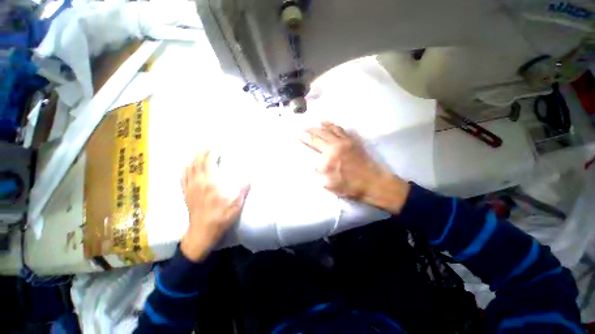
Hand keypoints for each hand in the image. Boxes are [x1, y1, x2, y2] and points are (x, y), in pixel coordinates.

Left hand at [180, 151, 249, 261]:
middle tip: (205, 146)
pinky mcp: (186, 195)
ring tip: (197, 154)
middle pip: (197, 163)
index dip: (210, 153)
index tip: (214, 146)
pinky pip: (183, 178)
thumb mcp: (237, 203)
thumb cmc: (221, 216)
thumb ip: (243, 189)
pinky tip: (186, 168)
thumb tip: (249, 178)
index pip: (208, 162)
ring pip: (189, 169)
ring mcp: (190, 188)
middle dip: (200, 153)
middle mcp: (198, 182)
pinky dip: (185, 170)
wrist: (203, 231)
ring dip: (193, 159)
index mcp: (211, 182)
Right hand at [300, 122, 409, 212]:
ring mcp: (346, 141)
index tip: (297, 134)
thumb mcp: (328, 183)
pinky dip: (333, 125)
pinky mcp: (353, 141)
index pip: (314, 142)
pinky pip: (341, 130)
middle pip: (321, 133)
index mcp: (330, 153)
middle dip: (310, 130)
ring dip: (321, 126)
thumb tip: (312, 166)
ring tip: (315, 124)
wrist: (372, 182)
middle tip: (303, 129)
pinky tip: (329, 124)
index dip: (304, 137)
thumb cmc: (349, 184)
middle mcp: (337, 144)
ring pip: (331, 129)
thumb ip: (317, 173)